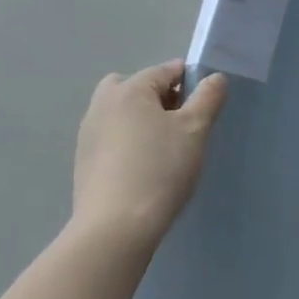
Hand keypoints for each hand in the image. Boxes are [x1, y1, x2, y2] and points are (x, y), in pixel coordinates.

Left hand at [70, 61, 227, 247]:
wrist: (115, 229)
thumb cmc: (160, 169)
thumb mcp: (195, 129)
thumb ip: (208, 98)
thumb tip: (215, 78)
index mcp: (129, 89)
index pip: (166, 70)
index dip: (190, 82)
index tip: (205, 106)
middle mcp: (103, 104)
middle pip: (135, 87)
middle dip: (159, 97)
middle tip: (180, 124)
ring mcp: (88, 134)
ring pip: (121, 113)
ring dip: (141, 120)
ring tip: (163, 150)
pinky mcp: (83, 162)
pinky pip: (111, 138)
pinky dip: (127, 143)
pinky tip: (143, 169)